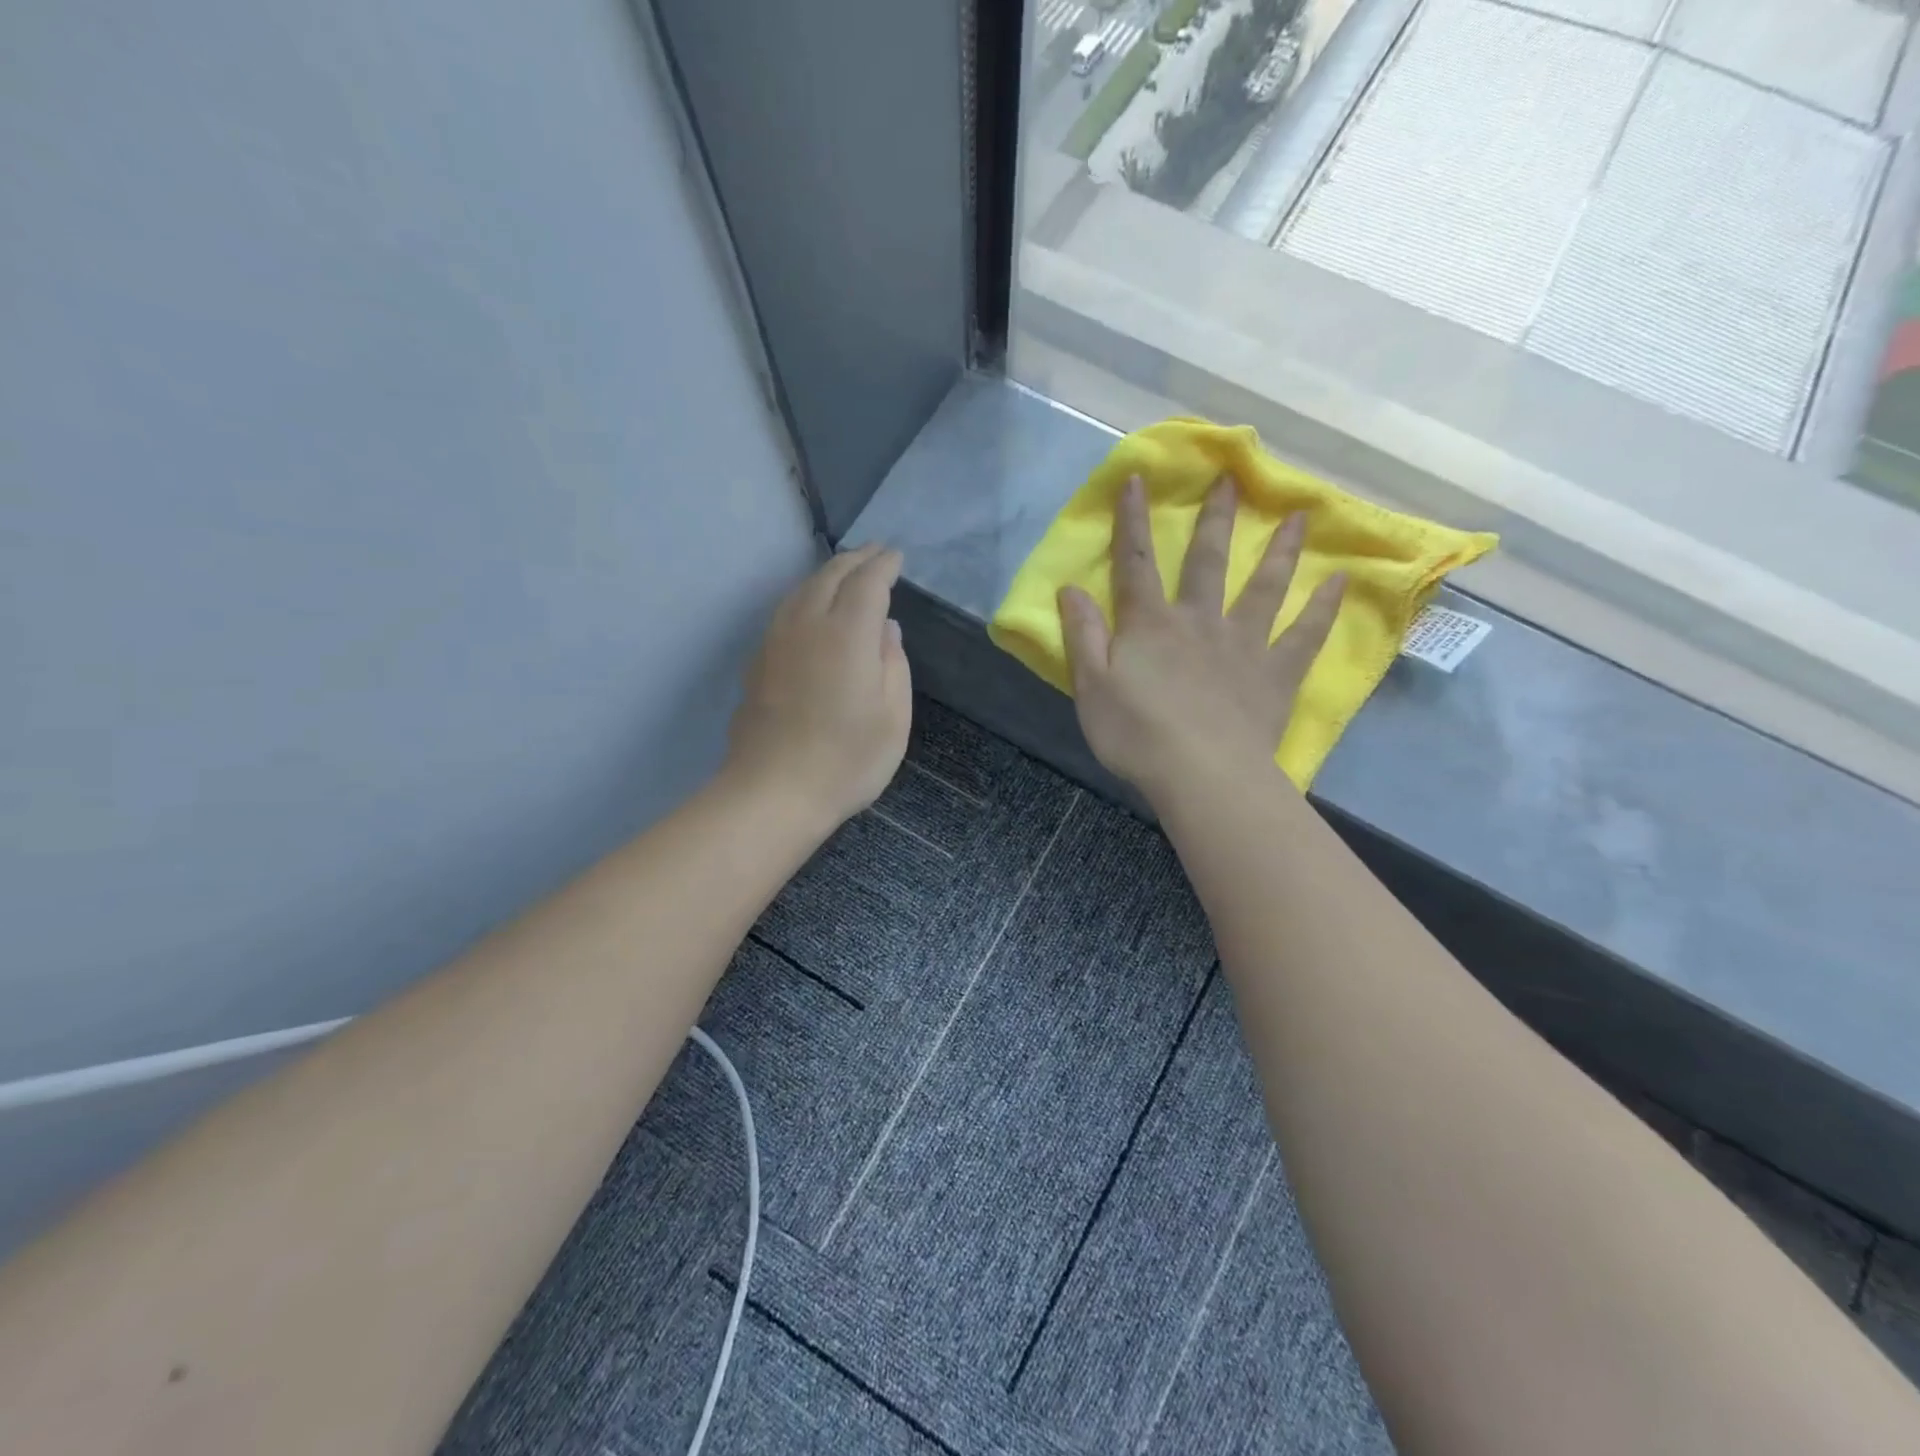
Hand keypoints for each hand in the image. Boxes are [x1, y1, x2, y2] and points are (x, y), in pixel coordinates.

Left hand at [725, 543, 912, 829]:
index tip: (897, 556)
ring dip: (827, 574)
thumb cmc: (846, 761)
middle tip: (875, 553)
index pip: (867, 582)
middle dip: (855, 560)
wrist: (773, 792)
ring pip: (801, 590)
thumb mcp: (893, 717)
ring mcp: (776, 642)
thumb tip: (886, 629)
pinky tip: (812, 609)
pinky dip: (806, 596)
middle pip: (830, 576)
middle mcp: (807, 625)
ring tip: (845, 573)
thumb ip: (894, 665)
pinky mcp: (757, 662)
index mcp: (847, 634)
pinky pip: (785, 611)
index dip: (884, 565)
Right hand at [1060, 475, 1342, 806]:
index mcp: (1150, 624)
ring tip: (1300, 515)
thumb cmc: (1136, 733)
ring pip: (1264, 587)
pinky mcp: (1275, 674)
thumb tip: (1069, 588)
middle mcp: (1199, 621)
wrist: (1201, 774)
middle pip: (1208, 561)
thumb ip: (1082, 635)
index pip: (1136, 562)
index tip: (1138, 478)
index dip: (1132, 521)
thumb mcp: (1090, 686)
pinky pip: (1305, 635)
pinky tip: (1341, 581)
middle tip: (1232, 480)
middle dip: (1216, 518)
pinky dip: (1324, 608)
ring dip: (1280, 549)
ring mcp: (1243, 644)